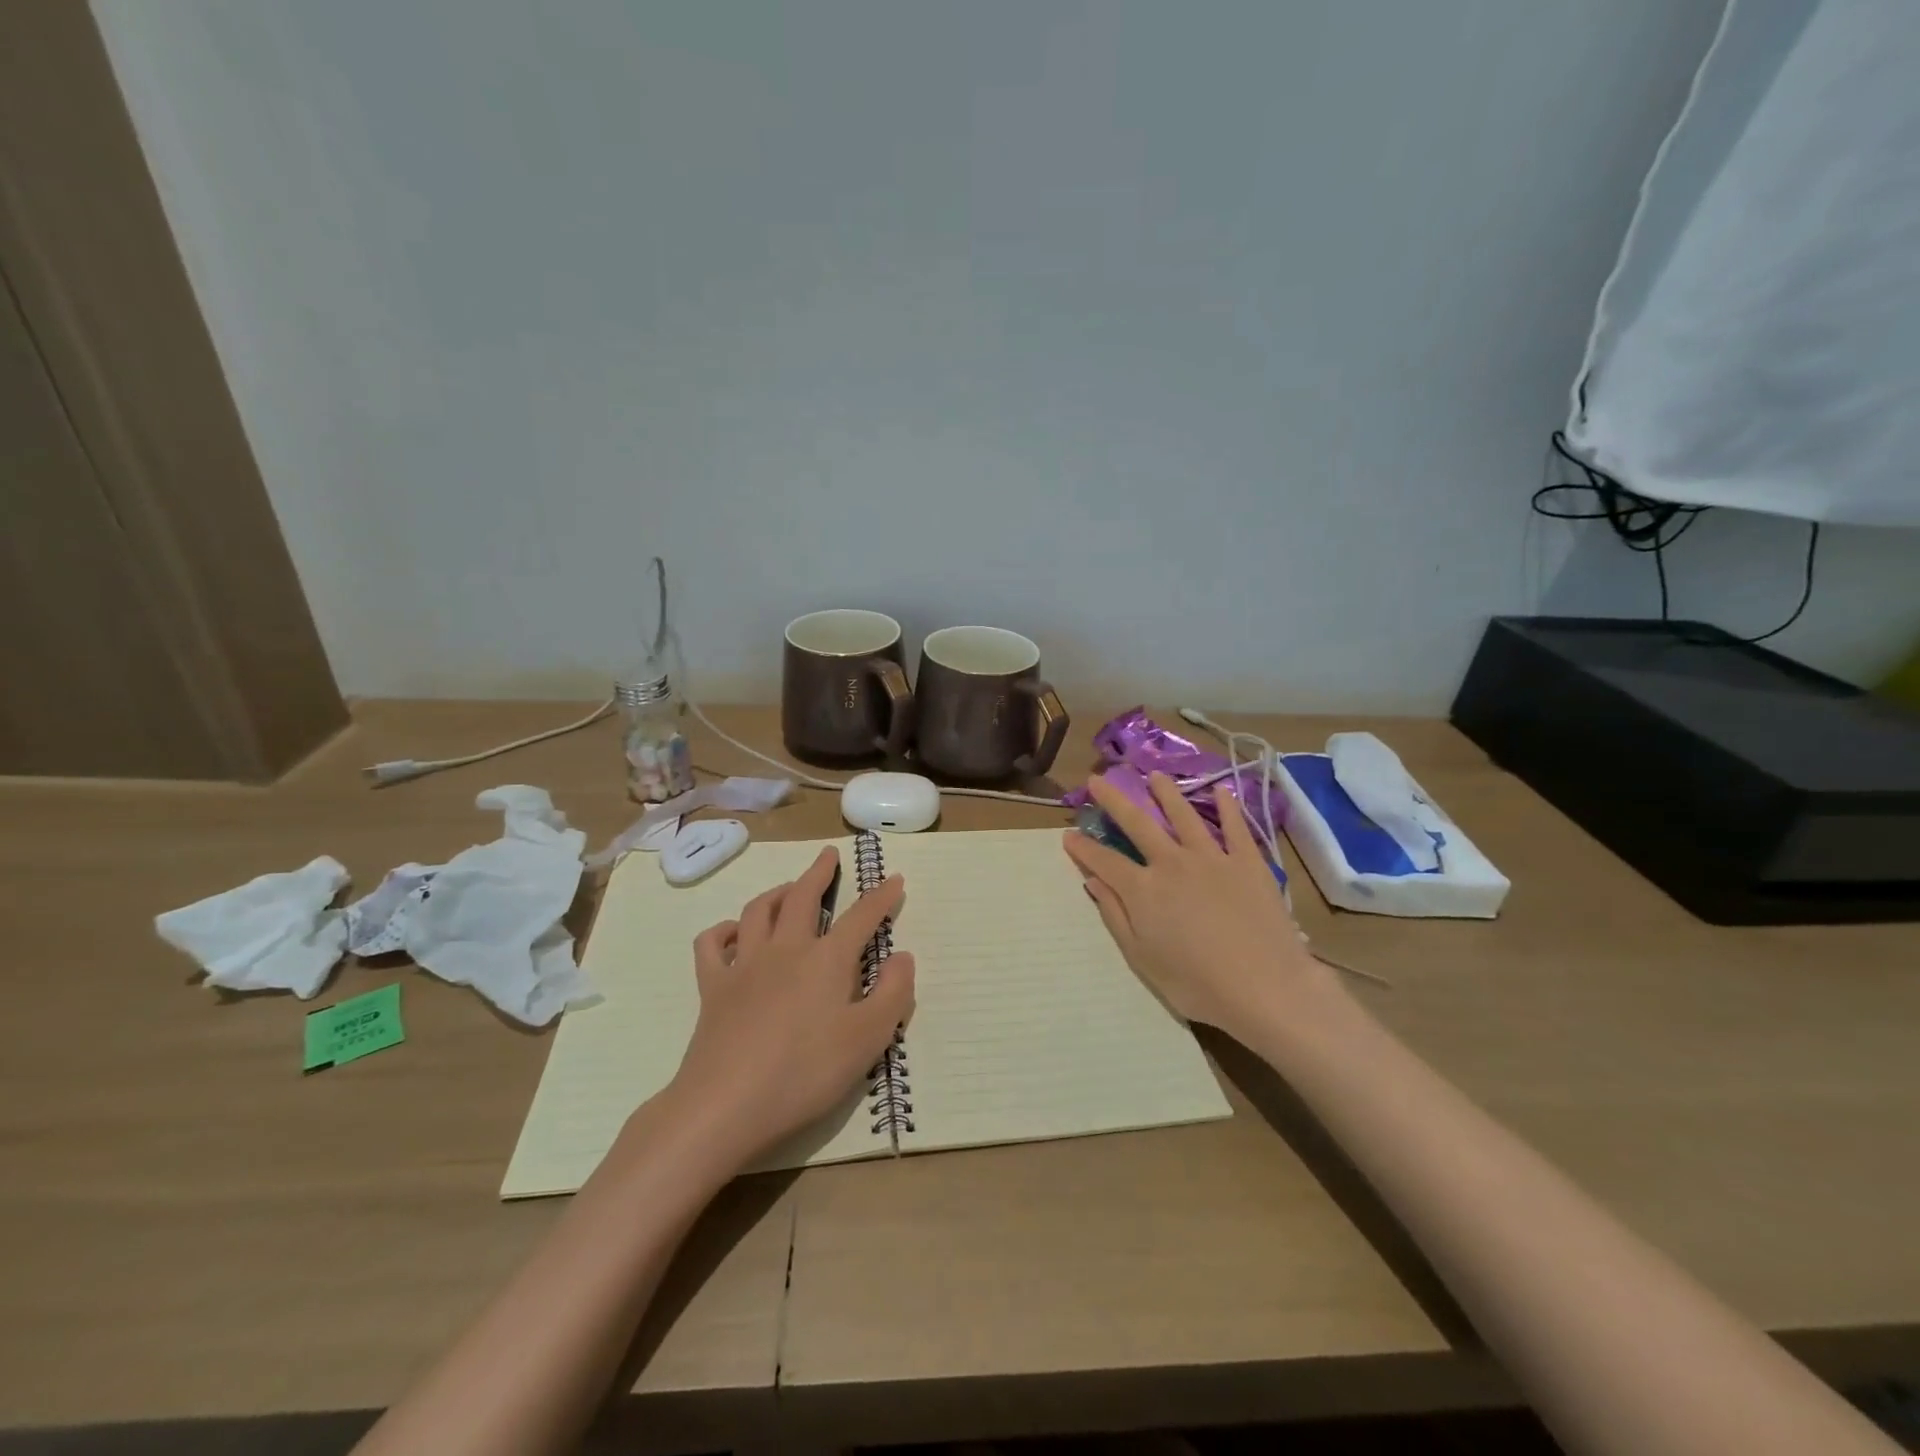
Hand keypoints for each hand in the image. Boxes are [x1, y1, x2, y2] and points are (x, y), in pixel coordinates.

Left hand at [669, 846, 913, 1166]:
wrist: (726, 1105)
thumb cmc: (805, 1073)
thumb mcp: (868, 1039)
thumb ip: (892, 994)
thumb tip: (901, 956)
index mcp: (827, 960)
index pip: (861, 917)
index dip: (881, 896)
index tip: (895, 878)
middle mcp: (786, 950)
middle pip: (802, 897)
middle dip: (819, 872)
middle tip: (828, 856)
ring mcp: (744, 965)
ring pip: (758, 911)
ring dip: (776, 893)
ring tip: (788, 889)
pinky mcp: (713, 988)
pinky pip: (712, 945)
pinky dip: (723, 930)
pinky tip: (733, 932)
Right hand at [1062, 772, 1335, 1043]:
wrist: (1267, 988)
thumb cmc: (1197, 985)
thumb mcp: (1143, 959)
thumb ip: (1116, 916)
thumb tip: (1093, 882)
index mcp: (1143, 890)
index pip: (1104, 861)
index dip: (1083, 848)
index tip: (1068, 834)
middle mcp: (1172, 863)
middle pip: (1137, 824)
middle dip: (1113, 800)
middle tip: (1097, 779)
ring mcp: (1212, 858)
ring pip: (1183, 815)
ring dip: (1166, 793)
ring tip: (1155, 776)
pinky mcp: (1248, 862)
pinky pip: (1235, 827)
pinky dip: (1227, 807)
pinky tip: (1221, 791)